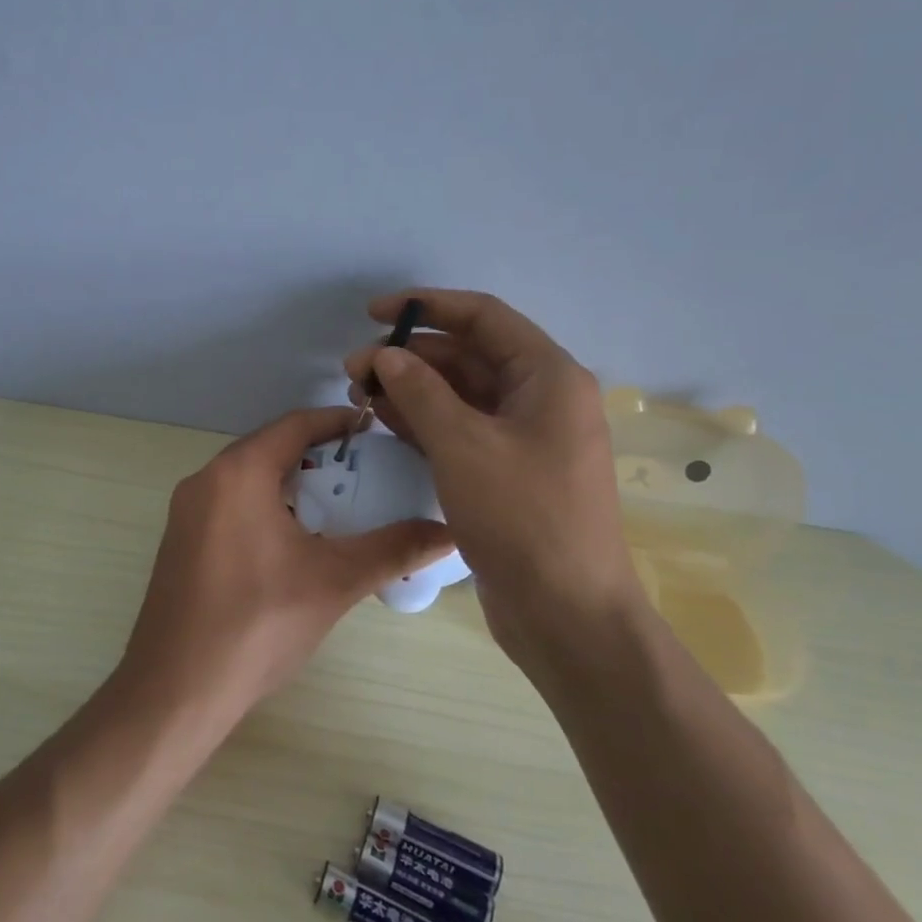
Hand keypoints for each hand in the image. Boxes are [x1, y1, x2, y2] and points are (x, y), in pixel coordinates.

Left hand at [115, 407, 452, 726]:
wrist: (175, 690)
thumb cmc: (257, 624)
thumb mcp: (334, 581)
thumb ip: (393, 549)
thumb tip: (449, 530)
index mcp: (238, 472)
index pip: (295, 424)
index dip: (338, 422)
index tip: (377, 432)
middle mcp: (206, 478)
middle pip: (271, 448)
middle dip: (319, 456)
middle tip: (367, 476)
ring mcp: (187, 510)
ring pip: (249, 478)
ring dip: (292, 484)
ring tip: (338, 509)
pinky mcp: (181, 540)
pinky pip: (230, 504)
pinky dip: (265, 506)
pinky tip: (294, 542)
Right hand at [344, 290, 639, 667]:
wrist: (567, 615)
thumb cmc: (522, 517)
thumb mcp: (463, 445)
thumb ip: (420, 391)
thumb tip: (386, 355)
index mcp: (548, 376)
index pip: (483, 317)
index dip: (427, 305)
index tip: (374, 312)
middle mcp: (540, 398)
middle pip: (467, 356)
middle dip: (409, 356)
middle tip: (354, 369)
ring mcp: (523, 437)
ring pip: (459, 394)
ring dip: (410, 388)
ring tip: (359, 393)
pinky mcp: (506, 470)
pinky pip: (460, 428)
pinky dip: (423, 420)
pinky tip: (383, 419)